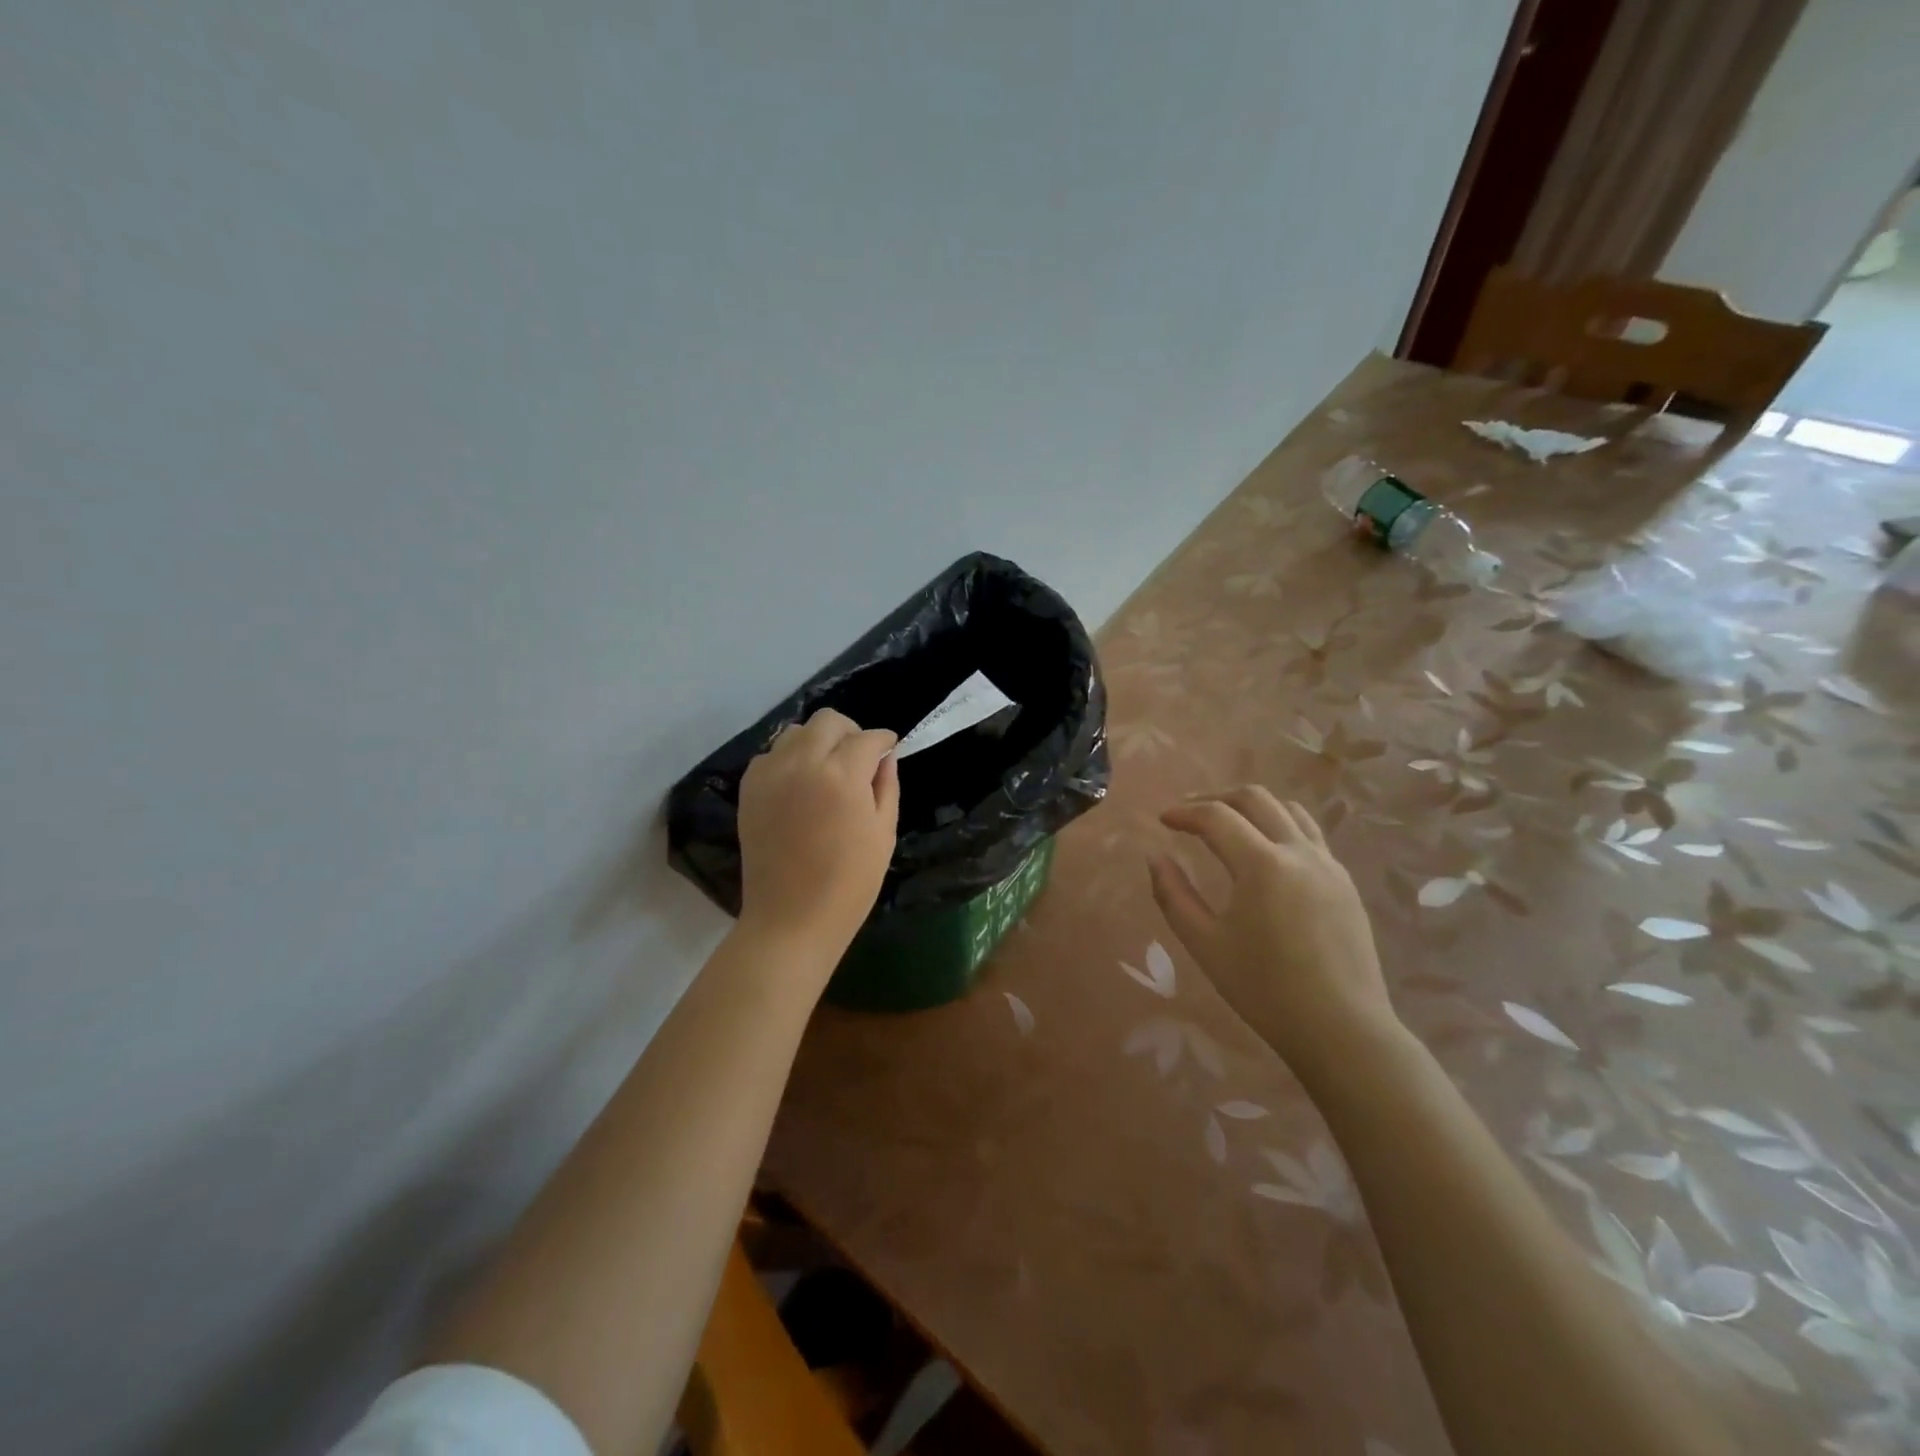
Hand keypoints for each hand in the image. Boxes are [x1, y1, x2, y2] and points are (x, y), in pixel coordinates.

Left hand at [736, 709, 899, 962]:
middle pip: (828, 721)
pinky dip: (789, 759)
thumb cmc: (850, 883)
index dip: (884, 740)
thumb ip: (886, 786)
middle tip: (860, 756)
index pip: (867, 738)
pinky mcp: (749, 789)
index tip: (890, 748)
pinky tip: (801, 784)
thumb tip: (885, 757)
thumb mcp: (883, 834)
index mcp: (842, 775)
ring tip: (829, 769)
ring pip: (796, 732)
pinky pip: (771, 755)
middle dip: (850, 732)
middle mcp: (802, 763)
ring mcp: (770, 774)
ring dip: (818, 742)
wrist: (791, 918)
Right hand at [1150, 786, 1397, 1070]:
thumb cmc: (1264, 990)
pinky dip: (1279, 826)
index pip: (1216, 816)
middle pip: (1255, 798)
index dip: (1184, 812)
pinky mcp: (1345, 882)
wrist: (1342, 1029)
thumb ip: (1173, 895)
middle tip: (1189, 814)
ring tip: (1227, 824)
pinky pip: (1309, 834)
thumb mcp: (1205, 944)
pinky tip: (1265, 853)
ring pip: (1288, 809)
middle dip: (1216, 797)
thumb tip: (1155, 857)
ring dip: (1251, 807)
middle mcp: (1299, 852)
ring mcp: (1328, 864)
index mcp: (1262, 865)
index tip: (1162, 820)